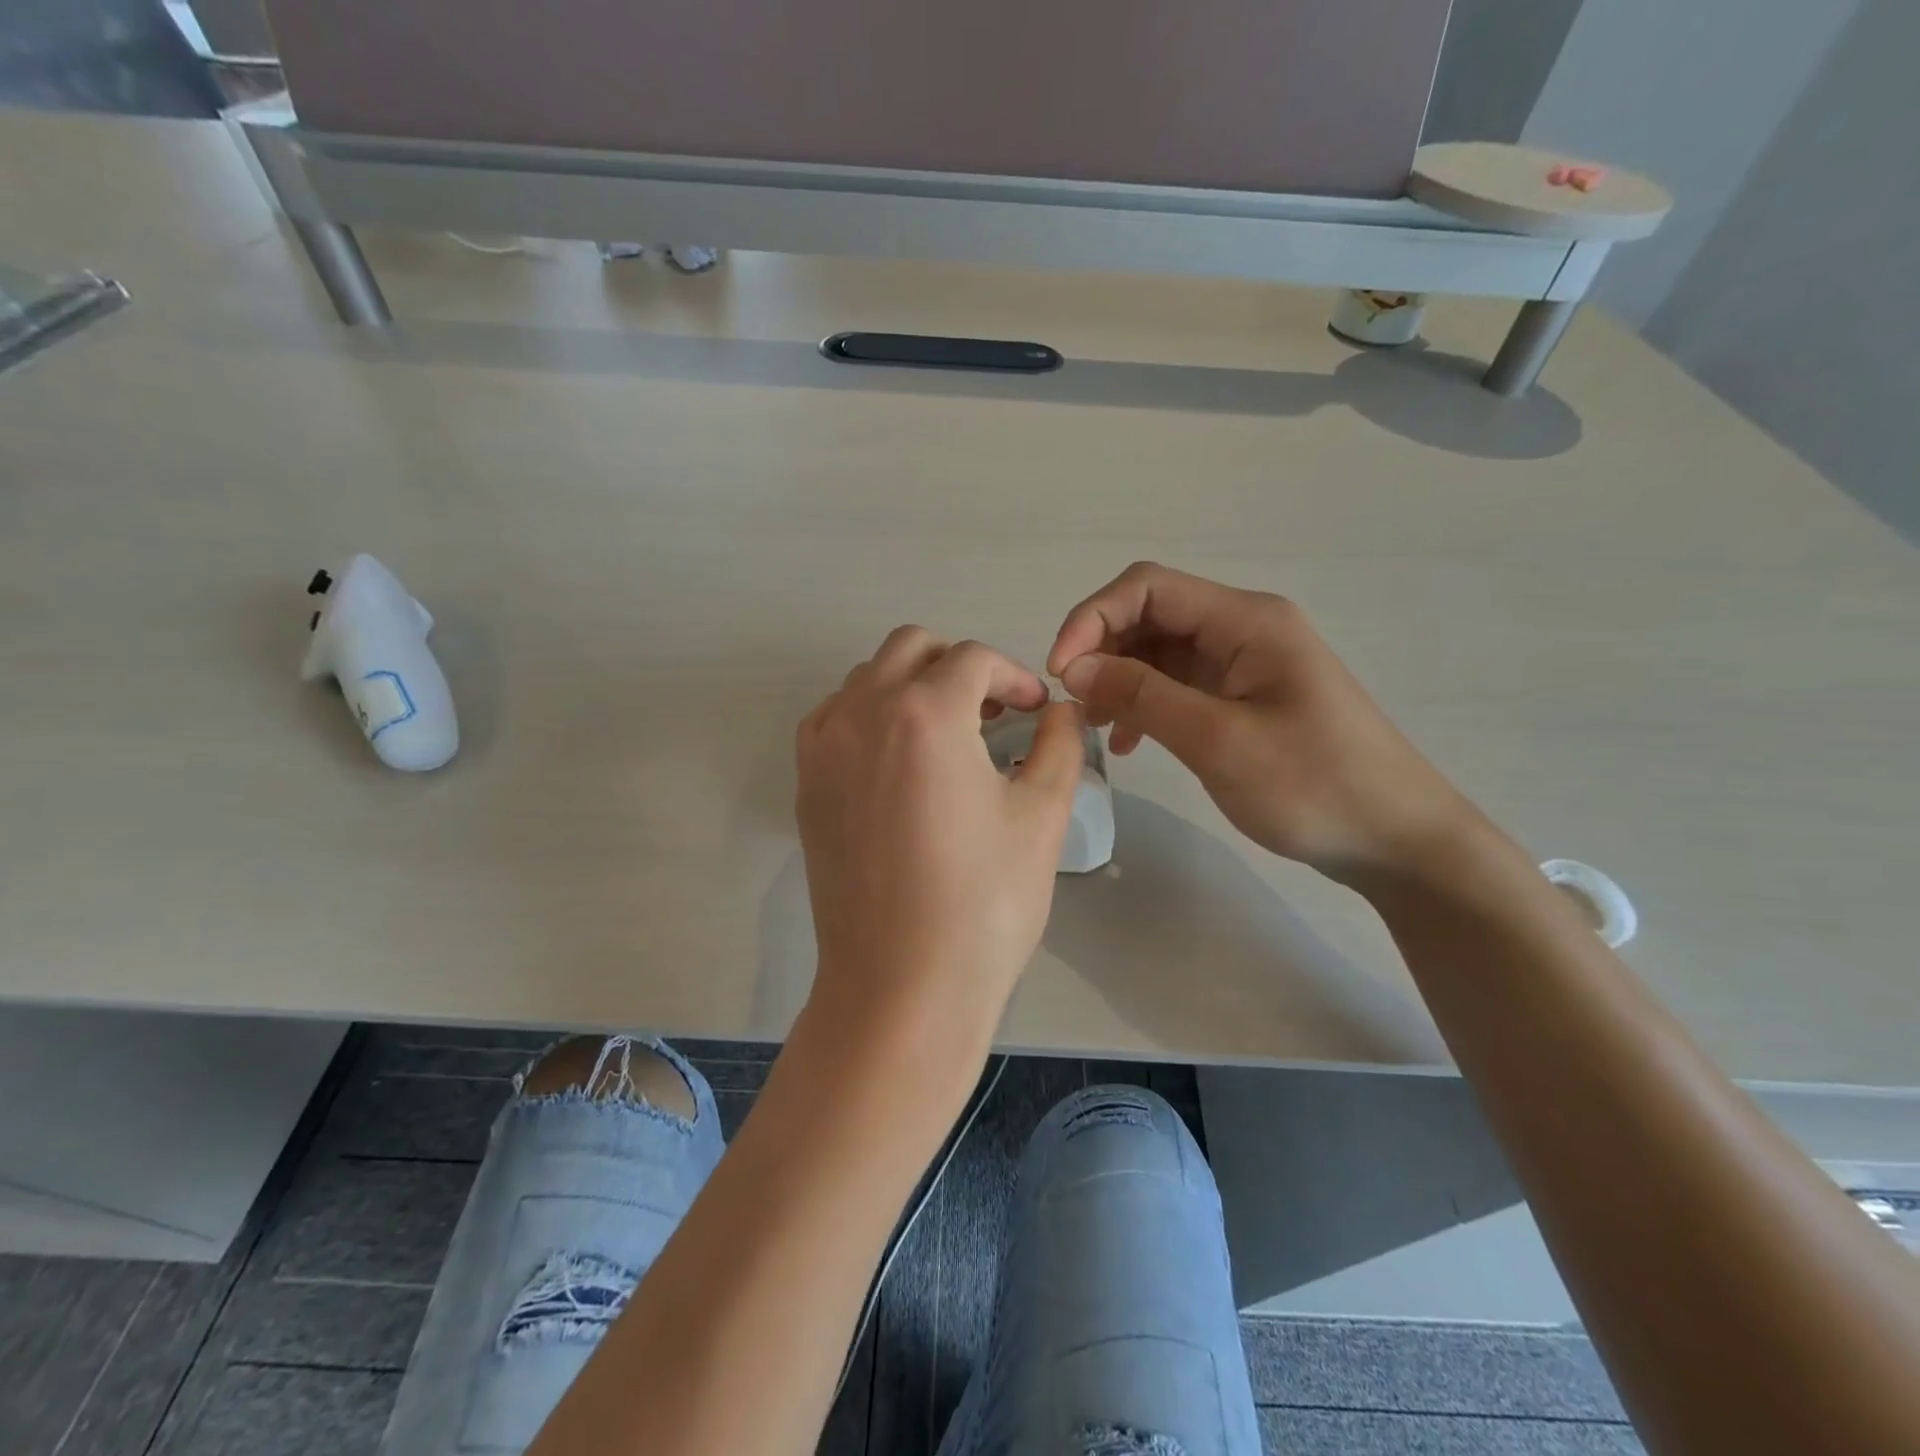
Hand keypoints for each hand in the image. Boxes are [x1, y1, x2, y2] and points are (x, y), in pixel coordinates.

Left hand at [796, 628, 1084, 1042]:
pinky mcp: (807, 782)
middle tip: (993, 711)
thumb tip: (1061, 710)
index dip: (1014, 676)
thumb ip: (1059, 744)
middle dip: (960, 665)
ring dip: (913, 684)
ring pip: (868, 676)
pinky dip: (872, 713)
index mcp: (925, 712)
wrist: (900, 984)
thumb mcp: (1042, 816)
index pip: (974, 659)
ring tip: (949, 734)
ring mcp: (825, 746)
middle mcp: (863, 711)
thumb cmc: (984, 902)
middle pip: (913, 647)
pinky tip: (902, 760)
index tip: (1035, 710)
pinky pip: (837, 715)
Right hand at [1047, 563, 1471, 882]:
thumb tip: (1074, 669)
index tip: (1060, 672)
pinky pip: (1176, 685)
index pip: (1147, 587)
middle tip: (1073, 706)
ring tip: (1094, 727)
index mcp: (1245, 620)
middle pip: (1149, 615)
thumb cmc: (1314, 785)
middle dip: (1102, 651)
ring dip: (1118, 681)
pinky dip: (1144, 705)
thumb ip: (1144, 696)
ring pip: (1158, 653)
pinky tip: (1128, 742)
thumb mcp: (1219, 740)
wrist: (1394, 840)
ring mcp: (1242, 664)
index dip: (1092, 618)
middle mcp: (1241, 629)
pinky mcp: (1240, 698)